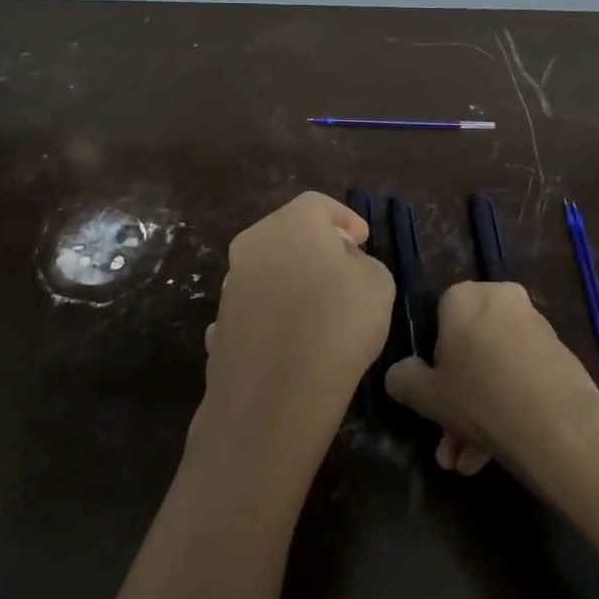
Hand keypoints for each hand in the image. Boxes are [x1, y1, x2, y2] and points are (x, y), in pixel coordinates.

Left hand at [194, 192, 393, 483]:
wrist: (274, 395)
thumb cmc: (338, 324)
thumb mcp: (378, 283)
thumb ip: (361, 262)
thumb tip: (341, 264)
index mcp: (290, 223)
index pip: (318, 203)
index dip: (344, 218)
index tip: (363, 240)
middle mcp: (251, 244)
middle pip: (288, 233)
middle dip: (317, 246)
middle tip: (344, 269)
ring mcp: (229, 286)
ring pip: (268, 269)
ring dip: (292, 279)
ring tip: (319, 309)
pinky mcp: (220, 324)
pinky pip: (255, 308)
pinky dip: (273, 314)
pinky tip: (290, 339)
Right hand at [385, 282, 598, 488]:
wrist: (558, 428)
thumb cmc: (480, 398)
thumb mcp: (425, 394)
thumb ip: (403, 379)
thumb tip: (400, 374)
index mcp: (466, 296)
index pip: (438, 319)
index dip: (433, 362)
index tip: (434, 395)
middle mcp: (503, 300)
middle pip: (470, 351)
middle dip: (456, 402)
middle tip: (449, 442)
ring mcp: (536, 328)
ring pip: (495, 370)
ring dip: (478, 415)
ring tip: (469, 463)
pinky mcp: (561, 357)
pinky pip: (522, 378)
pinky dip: (507, 408)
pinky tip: (493, 455)